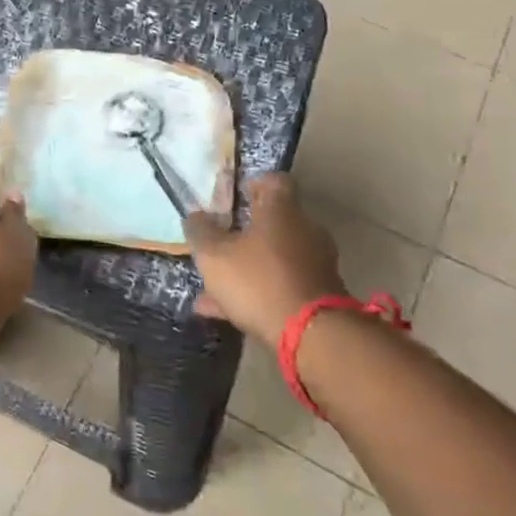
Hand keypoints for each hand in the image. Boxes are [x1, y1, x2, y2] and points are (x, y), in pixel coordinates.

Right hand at [185, 173, 346, 341]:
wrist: (311, 334)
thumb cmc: (258, 280)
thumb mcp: (213, 255)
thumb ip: (201, 232)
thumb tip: (196, 216)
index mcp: (282, 210)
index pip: (274, 181)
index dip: (253, 184)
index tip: (235, 196)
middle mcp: (305, 230)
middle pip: (275, 221)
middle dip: (247, 231)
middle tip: (221, 241)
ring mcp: (316, 263)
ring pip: (276, 257)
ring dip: (249, 265)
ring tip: (214, 285)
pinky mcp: (320, 294)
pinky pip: (282, 284)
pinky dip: (258, 291)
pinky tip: (225, 311)